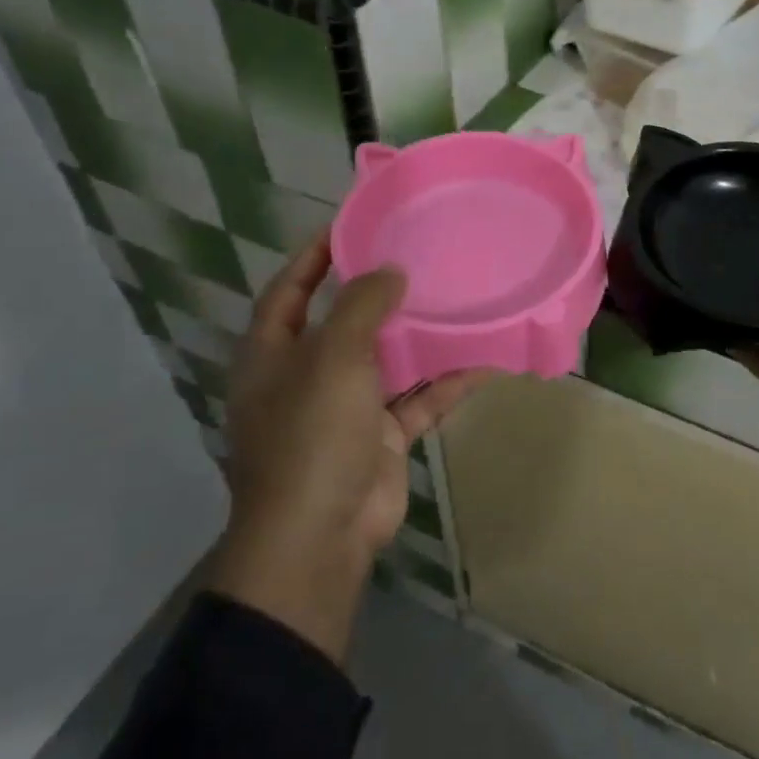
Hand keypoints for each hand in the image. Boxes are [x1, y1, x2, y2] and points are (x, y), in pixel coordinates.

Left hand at [207, 237, 493, 661]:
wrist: (321, 534)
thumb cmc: (313, 433)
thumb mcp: (334, 356)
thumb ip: (362, 306)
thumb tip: (390, 272)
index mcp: (274, 354)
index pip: (290, 290)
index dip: (315, 255)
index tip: (354, 224)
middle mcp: (306, 377)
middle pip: (344, 322)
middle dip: (379, 293)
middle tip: (421, 256)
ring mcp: (346, 409)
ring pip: (389, 361)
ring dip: (420, 337)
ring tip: (458, 297)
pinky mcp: (382, 437)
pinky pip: (419, 399)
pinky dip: (447, 382)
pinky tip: (485, 359)